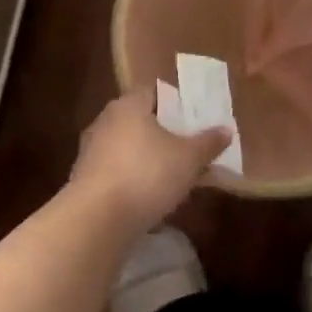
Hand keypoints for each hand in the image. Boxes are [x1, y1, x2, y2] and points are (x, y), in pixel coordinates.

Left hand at [70, 88, 231, 226]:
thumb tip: (226, 129)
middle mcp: (105, 120)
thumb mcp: (189, 158)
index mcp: (128, 105)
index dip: (177, 103)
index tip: (196, 118)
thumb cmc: (147, 174)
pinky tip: (151, 196)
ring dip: (149, 158)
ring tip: (175, 175)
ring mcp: (91, 150)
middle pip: (141, 120)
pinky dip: (134, 178)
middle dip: (165, 133)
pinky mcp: (85, 179)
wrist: (96, 219)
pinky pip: (118, 171)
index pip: (154, 92)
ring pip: (129, 147)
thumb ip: (208, 142)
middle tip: (190, 147)